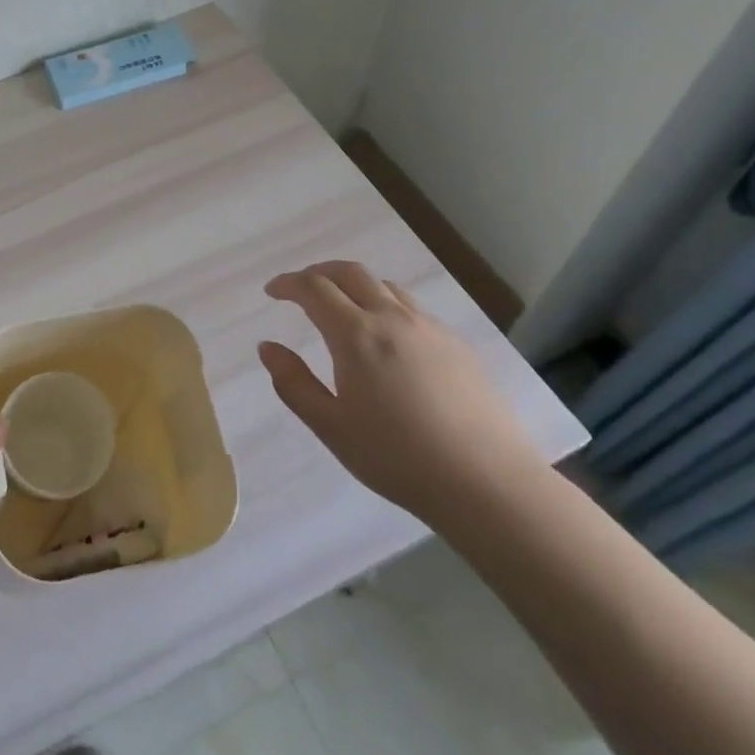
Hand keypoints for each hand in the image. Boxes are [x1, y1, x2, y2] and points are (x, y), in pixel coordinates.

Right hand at [259, 260, 545, 529]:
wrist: (486, 481)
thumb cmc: (397, 458)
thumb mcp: (331, 427)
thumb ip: (293, 383)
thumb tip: (268, 347)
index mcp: (356, 335)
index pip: (314, 288)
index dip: (288, 283)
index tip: (272, 291)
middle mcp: (392, 318)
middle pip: (350, 273)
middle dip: (320, 272)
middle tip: (301, 288)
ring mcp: (429, 328)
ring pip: (385, 286)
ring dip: (355, 285)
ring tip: (343, 308)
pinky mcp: (456, 344)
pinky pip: (412, 308)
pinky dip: (386, 305)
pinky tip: (388, 339)